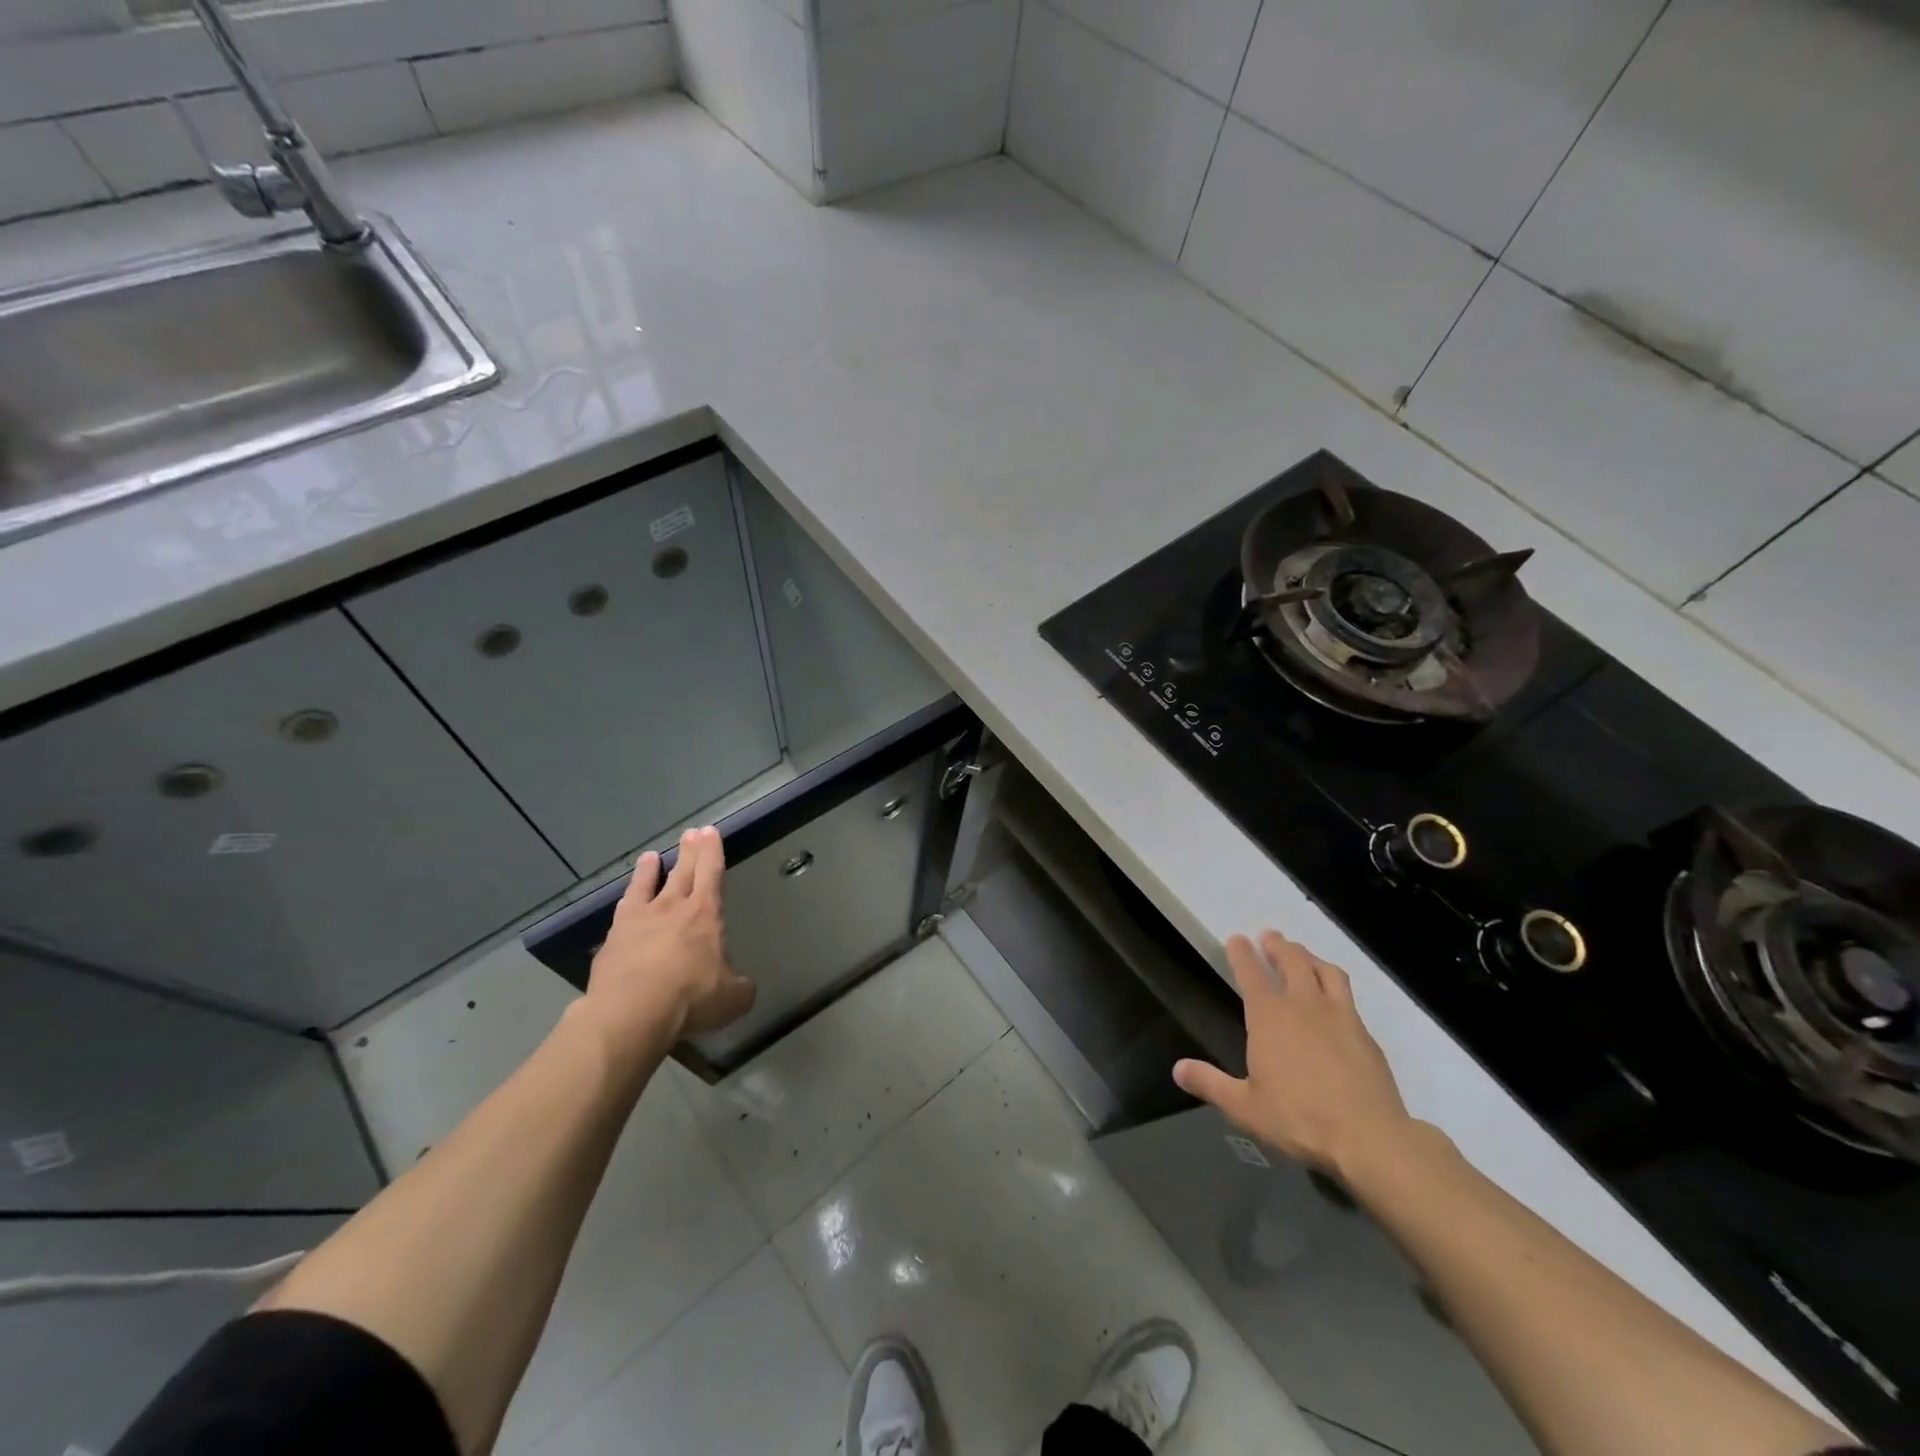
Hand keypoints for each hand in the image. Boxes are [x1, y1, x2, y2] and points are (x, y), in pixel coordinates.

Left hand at [585, 826, 754, 1049]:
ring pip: (647, 885)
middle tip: (692, 832)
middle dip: (690, 851)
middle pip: (683, 872)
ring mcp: (638, 921)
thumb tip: (741, 985)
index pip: (711, 873)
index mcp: (706, 914)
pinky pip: (623, 910)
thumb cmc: (691, 999)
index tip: (710, 832)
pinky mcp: (613, 940)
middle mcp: (672, 908)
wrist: (631, 1014)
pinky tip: (625, 899)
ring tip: (651, 856)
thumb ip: (740, 986)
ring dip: (650, 870)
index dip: (712, 851)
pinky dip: (627, 899)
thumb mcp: (734, 998)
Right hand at [1173, 931, 1416, 1178]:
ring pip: (1325, 971)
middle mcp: (1303, 1006)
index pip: (1251, 973)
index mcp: (1269, 1016)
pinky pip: (1348, 995)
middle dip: (1278, 945)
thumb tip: (1178, 1069)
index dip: (1241, 953)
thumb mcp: (1245, 1107)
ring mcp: (1339, 1016)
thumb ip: (1211, 1084)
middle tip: (1270, 936)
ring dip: (1310, 958)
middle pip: (1292, 961)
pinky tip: (1335, 998)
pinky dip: (1335, 984)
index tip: (1237, 939)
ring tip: (1304, 956)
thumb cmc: (1299, 1120)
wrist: (1370, 1139)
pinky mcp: (1365, 1034)